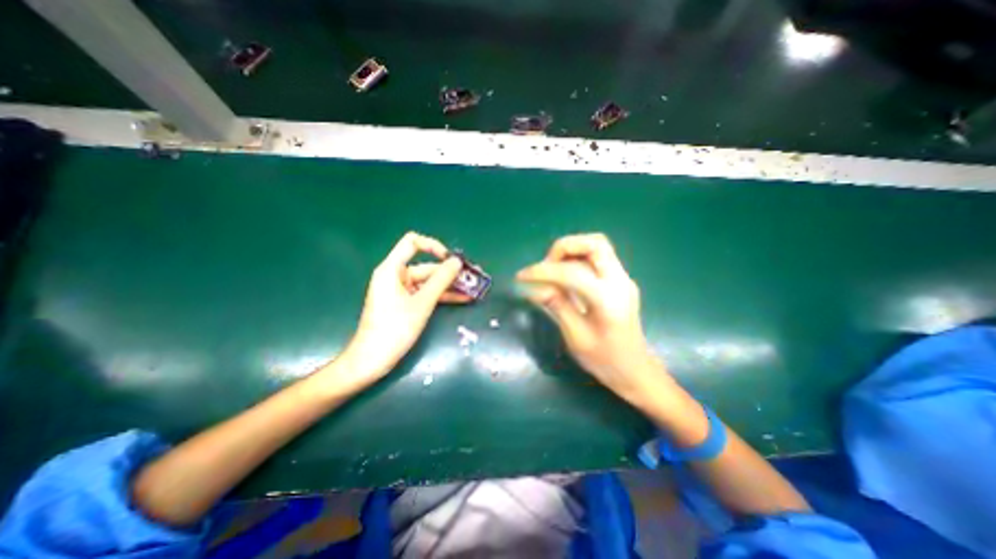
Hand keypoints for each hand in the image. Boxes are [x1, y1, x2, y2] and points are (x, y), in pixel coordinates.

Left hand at [342, 232, 468, 383]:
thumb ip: (441, 280)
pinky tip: (462, 299)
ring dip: (449, 286)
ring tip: (472, 289)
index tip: (451, 260)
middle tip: (472, 278)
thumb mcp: (422, 302)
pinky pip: (425, 294)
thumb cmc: (395, 328)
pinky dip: (441, 296)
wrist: (372, 360)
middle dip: (449, 272)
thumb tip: (457, 262)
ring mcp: (400, 291)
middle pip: (425, 266)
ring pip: (428, 282)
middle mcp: (395, 276)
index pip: (413, 243)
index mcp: (392, 269)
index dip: (434, 246)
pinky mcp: (404, 304)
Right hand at [517, 234, 662, 403]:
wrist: (634, 369)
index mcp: (608, 300)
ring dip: (570, 251)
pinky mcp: (619, 280)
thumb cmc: (604, 360)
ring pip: (596, 246)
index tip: (521, 277)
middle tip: (545, 266)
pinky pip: (597, 258)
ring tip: (552, 271)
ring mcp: (623, 278)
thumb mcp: (575, 337)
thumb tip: (533, 287)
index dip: (543, 271)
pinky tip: (564, 277)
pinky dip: (576, 259)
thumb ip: (557, 306)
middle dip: (564, 248)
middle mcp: (620, 281)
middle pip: (595, 243)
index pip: (572, 272)